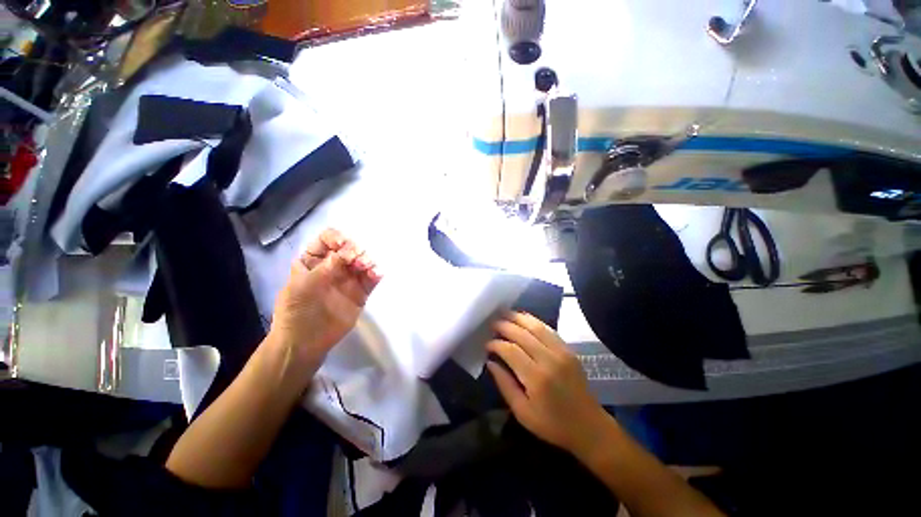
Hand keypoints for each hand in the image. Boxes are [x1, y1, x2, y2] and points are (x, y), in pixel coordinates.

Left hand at [269, 228, 381, 368]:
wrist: (304, 342)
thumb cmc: (296, 311)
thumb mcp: (302, 285)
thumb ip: (325, 268)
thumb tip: (346, 252)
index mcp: (313, 261)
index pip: (326, 241)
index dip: (335, 238)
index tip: (342, 244)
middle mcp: (333, 267)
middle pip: (348, 249)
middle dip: (354, 249)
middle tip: (356, 258)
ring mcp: (348, 280)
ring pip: (362, 262)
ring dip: (367, 260)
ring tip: (367, 267)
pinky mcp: (360, 293)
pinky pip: (371, 279)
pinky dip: (376, 273)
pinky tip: (377, 274)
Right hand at [487, 312, 607, 453]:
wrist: (588, 426)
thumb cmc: (552, 424)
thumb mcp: (522, 412)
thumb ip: (504, 385)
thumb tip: (490, 362)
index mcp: (536, 378)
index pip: (511, 350)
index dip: (496, 344)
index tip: (487, 344)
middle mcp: (549, 360)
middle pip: (522, 334)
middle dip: (505, 326)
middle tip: (492, 324)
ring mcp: (561, 352)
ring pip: (536, 327)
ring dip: (519, 318)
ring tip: (505, 314)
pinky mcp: (569, 350)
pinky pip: (549, 330)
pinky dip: (534, 321)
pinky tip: (524, 318)